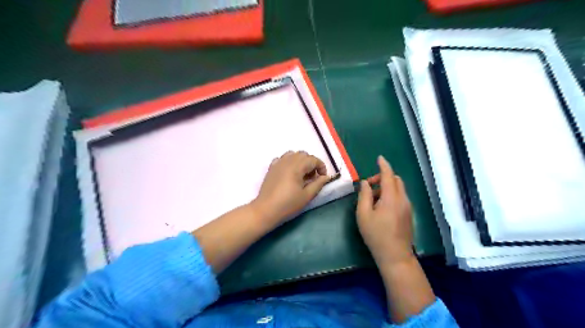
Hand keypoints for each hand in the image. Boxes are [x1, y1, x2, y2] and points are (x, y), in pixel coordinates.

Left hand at [251, 151, 332, 225]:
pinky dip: (289, 162)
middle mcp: (287, 160)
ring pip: (293, 154)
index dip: (321, 167)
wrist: (266, 210)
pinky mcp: (271, 167)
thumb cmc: (288, 204)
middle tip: (312, 178)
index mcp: (297, 166)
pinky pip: (282, 159)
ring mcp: (278, 163)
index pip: (313, 159)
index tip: (322, 178)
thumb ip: (318, 184)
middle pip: (303, 155)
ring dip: (300, 161)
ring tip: (301, 175)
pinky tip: (289, 173)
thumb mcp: (307, 196)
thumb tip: (326, 177)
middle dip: (311, 163)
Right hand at [356, 155, 414, 265]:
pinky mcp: (409, 214)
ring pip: (398, 189)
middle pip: (396, 180)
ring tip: (372, 200)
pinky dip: (391, 195)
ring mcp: (408, 207)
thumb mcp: (363, 214)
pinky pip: (400, 197)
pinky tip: (381, 208)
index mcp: (391, 198)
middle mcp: (403, 199)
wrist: (395, 256)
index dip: (383, 165)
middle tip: (369, 186)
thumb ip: (364, 195)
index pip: (389, 175)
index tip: (379, 158)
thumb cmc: (376, 235)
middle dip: (383, 177)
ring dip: (386, 187)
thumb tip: (365, 183)